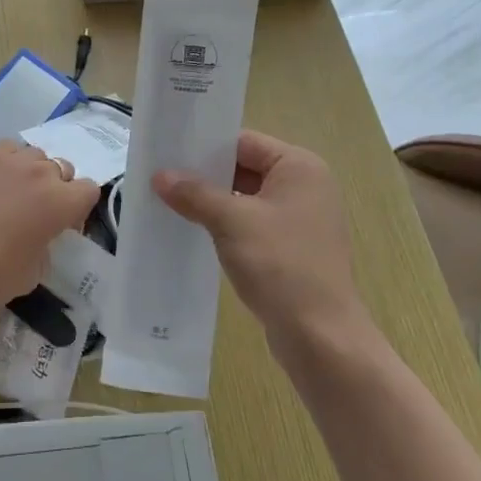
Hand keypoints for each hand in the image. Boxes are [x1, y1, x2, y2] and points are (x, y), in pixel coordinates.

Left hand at [0, 140, 101, 305]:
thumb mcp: (33, 274)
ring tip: (14, 191)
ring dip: (32, 171)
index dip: (78, 208)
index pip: (89, 190)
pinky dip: (8, 161)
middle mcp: (42, 173)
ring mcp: (11, 159)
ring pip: (36, 155)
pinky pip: (8, 148)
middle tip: (37, 210)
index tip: (62, 226)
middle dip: (57, 187)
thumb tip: (40, 241)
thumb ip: (46, 250)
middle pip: (63, 168)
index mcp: (62, 202)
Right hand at [154, 131, 366, 346]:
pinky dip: (227, 226)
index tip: (168, 152)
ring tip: (170, 203)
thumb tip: (160, 175)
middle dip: (205, 176)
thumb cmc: (281, 265)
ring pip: (247, 198)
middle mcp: (306, 186)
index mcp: (300, 167)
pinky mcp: (293, 248)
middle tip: (161, 178)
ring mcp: (301, 219)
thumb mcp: (231, 222)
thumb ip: (195, 193)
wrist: (320, 337)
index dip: (206, 147)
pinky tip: (195, 232)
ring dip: (214, 202)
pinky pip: (253, 224)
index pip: (244, 142)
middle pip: (245, 168)